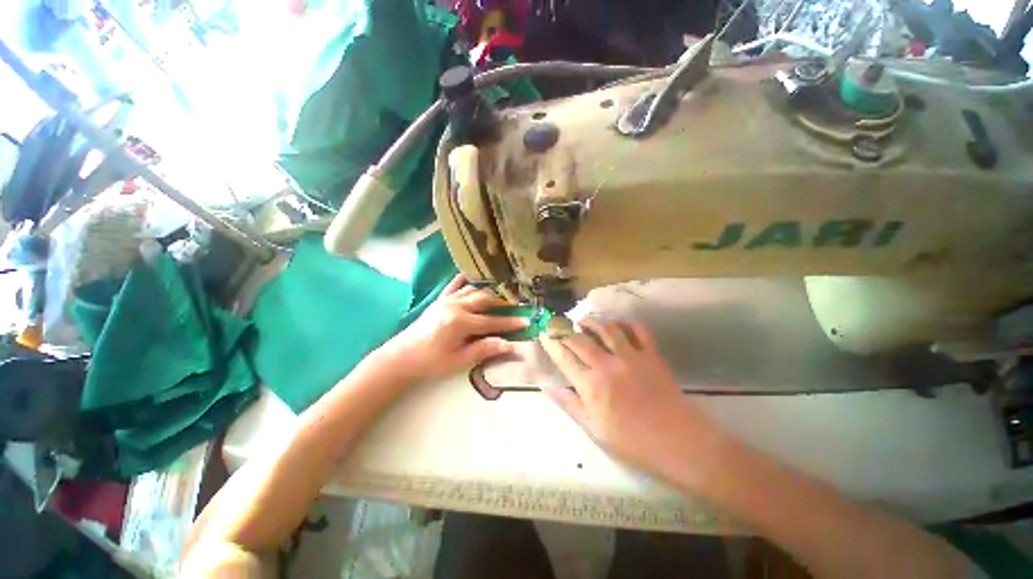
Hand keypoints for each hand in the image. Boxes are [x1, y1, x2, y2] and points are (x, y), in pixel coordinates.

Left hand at [377, 275, 528, 382]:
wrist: (401, 358)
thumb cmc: (431, 363)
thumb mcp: (459, 361)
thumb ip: (484, 349)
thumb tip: (509, 345)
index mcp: (461, 322)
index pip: (492, 322)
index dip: (510, 323)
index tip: (526, 321)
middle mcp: (456, 306)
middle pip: (485, 300)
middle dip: (503, 302)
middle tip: (516, 305)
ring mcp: (446, 301)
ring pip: (473, 290)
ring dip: (488, 292)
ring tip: (501, 295)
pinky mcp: (439, 301)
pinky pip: (453, 286)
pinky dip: (464, 280)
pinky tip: (471, 276)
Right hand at [540, 319, 714, 471]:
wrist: (679, 443)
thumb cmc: (632, 441)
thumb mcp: (594, 429)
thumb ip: (569, 404)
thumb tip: (546, 386)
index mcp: (591, 386)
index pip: (564, 358)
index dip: (551, 344)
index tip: (543, 334)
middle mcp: (607, 365)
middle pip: (580, 339)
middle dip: (564, 328)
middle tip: (556, 322)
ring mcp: (631, 357)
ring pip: (606, 329)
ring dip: (591, 321)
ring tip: (582, 319)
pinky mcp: (651, 355)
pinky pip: (638, 330)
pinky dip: (626, 323)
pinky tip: (617, 324)